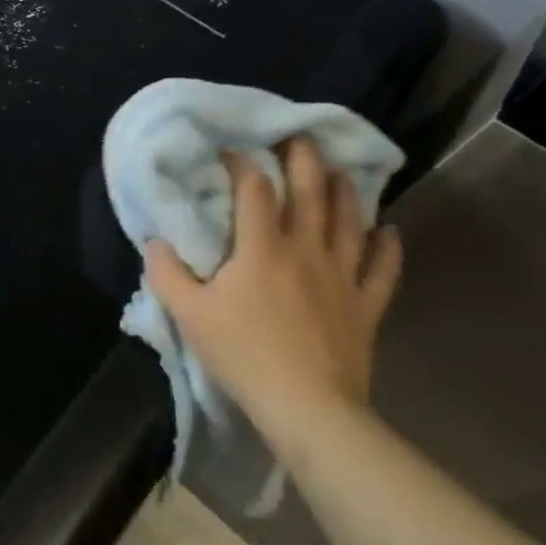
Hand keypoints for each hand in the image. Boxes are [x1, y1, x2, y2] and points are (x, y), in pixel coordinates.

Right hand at [144, 137, 401, 436]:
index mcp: (261, 248)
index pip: (253, 190)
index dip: (241, 164)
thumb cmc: (243, 355)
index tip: (230, 151)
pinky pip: (382, 270)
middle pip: (309, 192)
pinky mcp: (365, 306)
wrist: (308, 409)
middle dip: (304, 159)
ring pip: (348, 222)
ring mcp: (341, 277)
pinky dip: (387, 248)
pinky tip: (389, 231)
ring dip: (345, 192)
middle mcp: (305, 250)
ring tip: (340, 170)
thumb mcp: (189, 314)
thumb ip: (167, 273)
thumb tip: (155, 241)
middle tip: (299, 136)